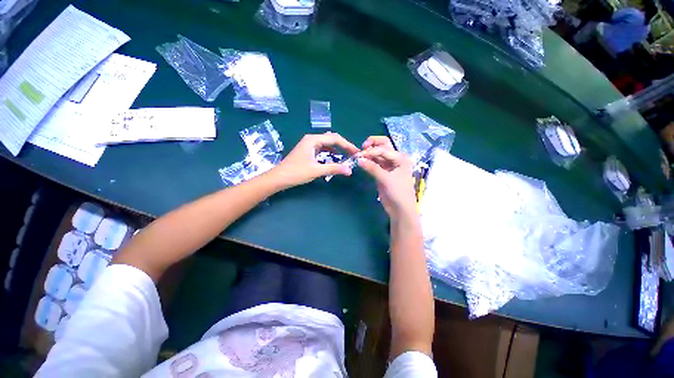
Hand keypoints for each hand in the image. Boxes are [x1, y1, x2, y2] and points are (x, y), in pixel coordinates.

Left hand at [269, 132, 359, 188]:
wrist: (278, 178)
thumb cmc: (296, 172)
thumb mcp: (316, 170)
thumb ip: (334, 168)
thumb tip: (350, 170)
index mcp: (313, 140)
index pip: (335, 138)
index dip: (347, 145)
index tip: (356, 152)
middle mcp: (311, 139)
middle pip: (331, 139)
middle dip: (343, 146)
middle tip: (353, 155)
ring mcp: (309, 145)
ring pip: (327, 145)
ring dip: (337, 150)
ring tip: (346, 157)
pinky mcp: (307, 151)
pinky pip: (322, 150)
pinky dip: (330, 154)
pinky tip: (334, 160)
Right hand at [356, 136, 416, 219]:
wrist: (400, 209)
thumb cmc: (398, 193)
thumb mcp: (386, 179)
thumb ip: (372, 168)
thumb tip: (358, 159)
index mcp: (401, 158)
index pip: (383, 149)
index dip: (370, 151)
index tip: (358, 156)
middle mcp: (395, 159)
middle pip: (383, 146)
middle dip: (372, 145)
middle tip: (361, 150)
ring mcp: (389, 165)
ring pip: (378, 155)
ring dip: (369, 154)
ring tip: (358, 157)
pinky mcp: (383, 172)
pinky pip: (375, 163)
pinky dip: (368, 162)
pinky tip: (361, 163)